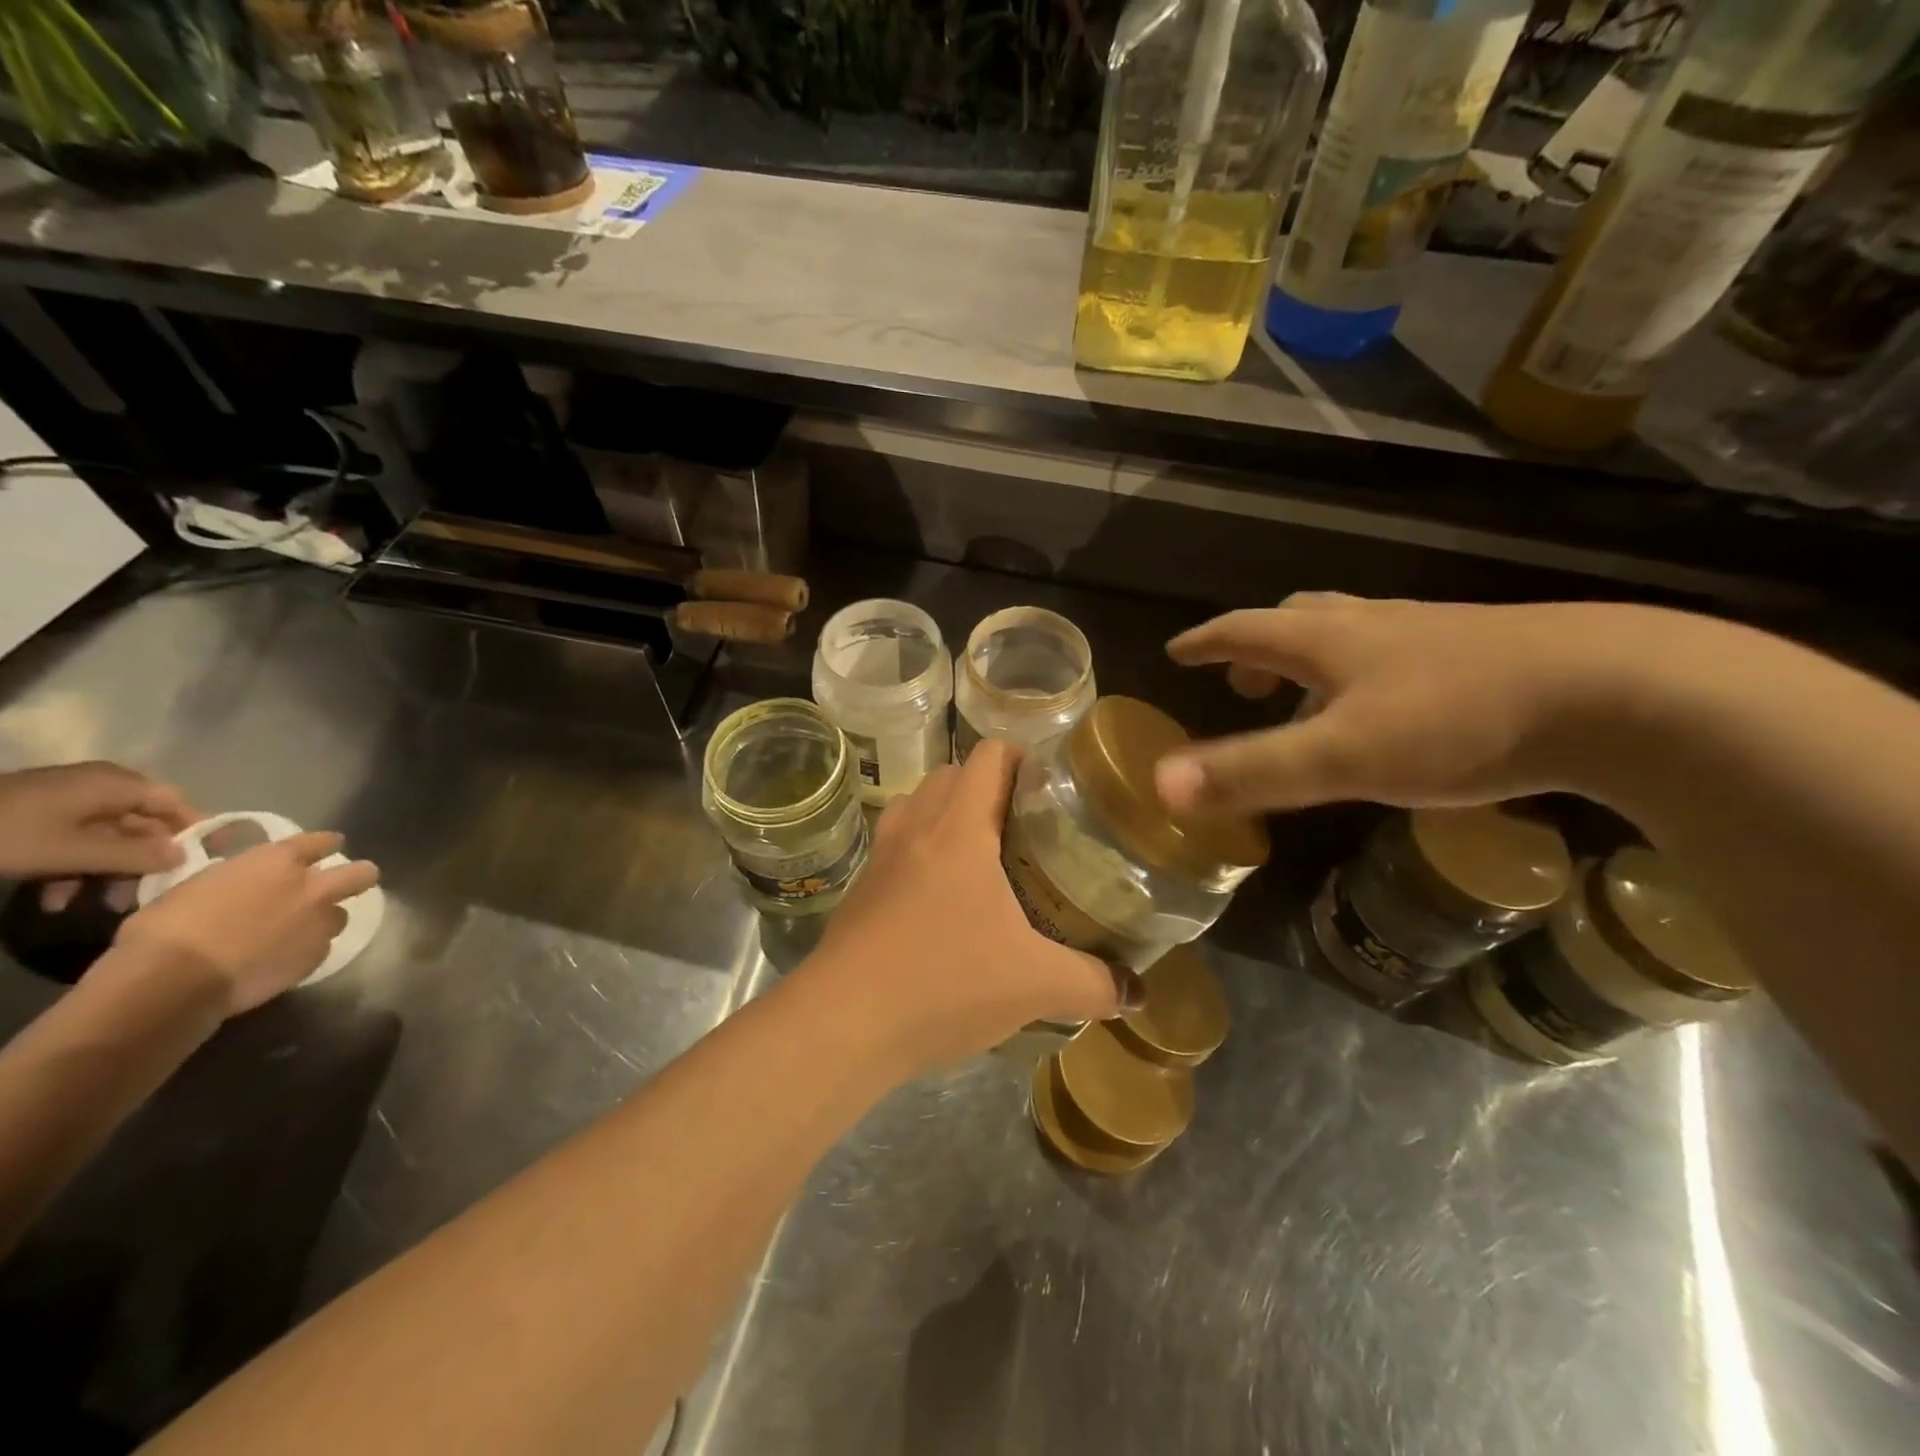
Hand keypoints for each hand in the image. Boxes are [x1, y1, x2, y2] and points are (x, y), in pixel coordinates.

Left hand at [0, 762, 196, 878]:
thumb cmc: (8, 832)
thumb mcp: (73, 851)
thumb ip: (134, 856)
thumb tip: (186, 857)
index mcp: (117, 784)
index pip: (176, 804)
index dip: (196, 830)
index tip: (210, 856)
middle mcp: (101, 786)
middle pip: (141, 825)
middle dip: (142, 862)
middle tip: (144, 894)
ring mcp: (67, 799)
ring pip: (106, 837)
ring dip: (105, 871)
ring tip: (97, 904)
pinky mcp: (38, 814)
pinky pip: (74, 839)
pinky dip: (74, 865)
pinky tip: (56, 895)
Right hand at [111, 832, 379, 1015]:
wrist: (173, 980)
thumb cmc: (166, 929)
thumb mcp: (199, 886)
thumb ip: (238, 880)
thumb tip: (245, 888)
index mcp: (278, 862)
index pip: (320, 842)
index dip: (324, 844)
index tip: (325, 848)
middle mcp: (311, 888)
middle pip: (362, 874)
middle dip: (357, 876)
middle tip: (341, 886)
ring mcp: (319, 923)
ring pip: (340, 915)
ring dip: (323, 921)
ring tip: (297, 933)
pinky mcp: (316, 956)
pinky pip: (320, 947)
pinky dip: (305, 951)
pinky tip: (281, 959)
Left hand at [804, 742, 1129, 1070]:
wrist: (844, 1022)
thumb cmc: (944, 982)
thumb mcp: (1035, 985)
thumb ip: (1094, 984)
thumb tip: (1137, 992)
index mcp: (959, 827)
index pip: (990, 755)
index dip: (1024, 760)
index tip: (1053, 792)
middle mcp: (916, 826)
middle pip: (953, 775)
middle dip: (991, 790)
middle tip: (1028, 830)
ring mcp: (881, 855)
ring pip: (919, 806)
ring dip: (950, 816)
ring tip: (986, 859)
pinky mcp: (861, 888)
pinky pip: (897, 845)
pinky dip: (922, 852)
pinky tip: (943, 902)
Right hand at [1154, 594, 1711, 814]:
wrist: (1621, 693)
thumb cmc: (1459, 720)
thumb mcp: (1342, 756)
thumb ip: (1250, 771)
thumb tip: (1160, 785)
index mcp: (1332, 641)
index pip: (1247, 630)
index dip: (1208, 641)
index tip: (1179, 650)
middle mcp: (1377, 626)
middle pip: (1302, 619)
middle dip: (1262, 646)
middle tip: (1244, 679)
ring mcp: (1436, 635)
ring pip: (1357, 634)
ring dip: (1318, 657)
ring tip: (1313, 696)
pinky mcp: (1489, 654)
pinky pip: (1405, 654)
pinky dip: (1373, 673)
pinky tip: (1397, 708)